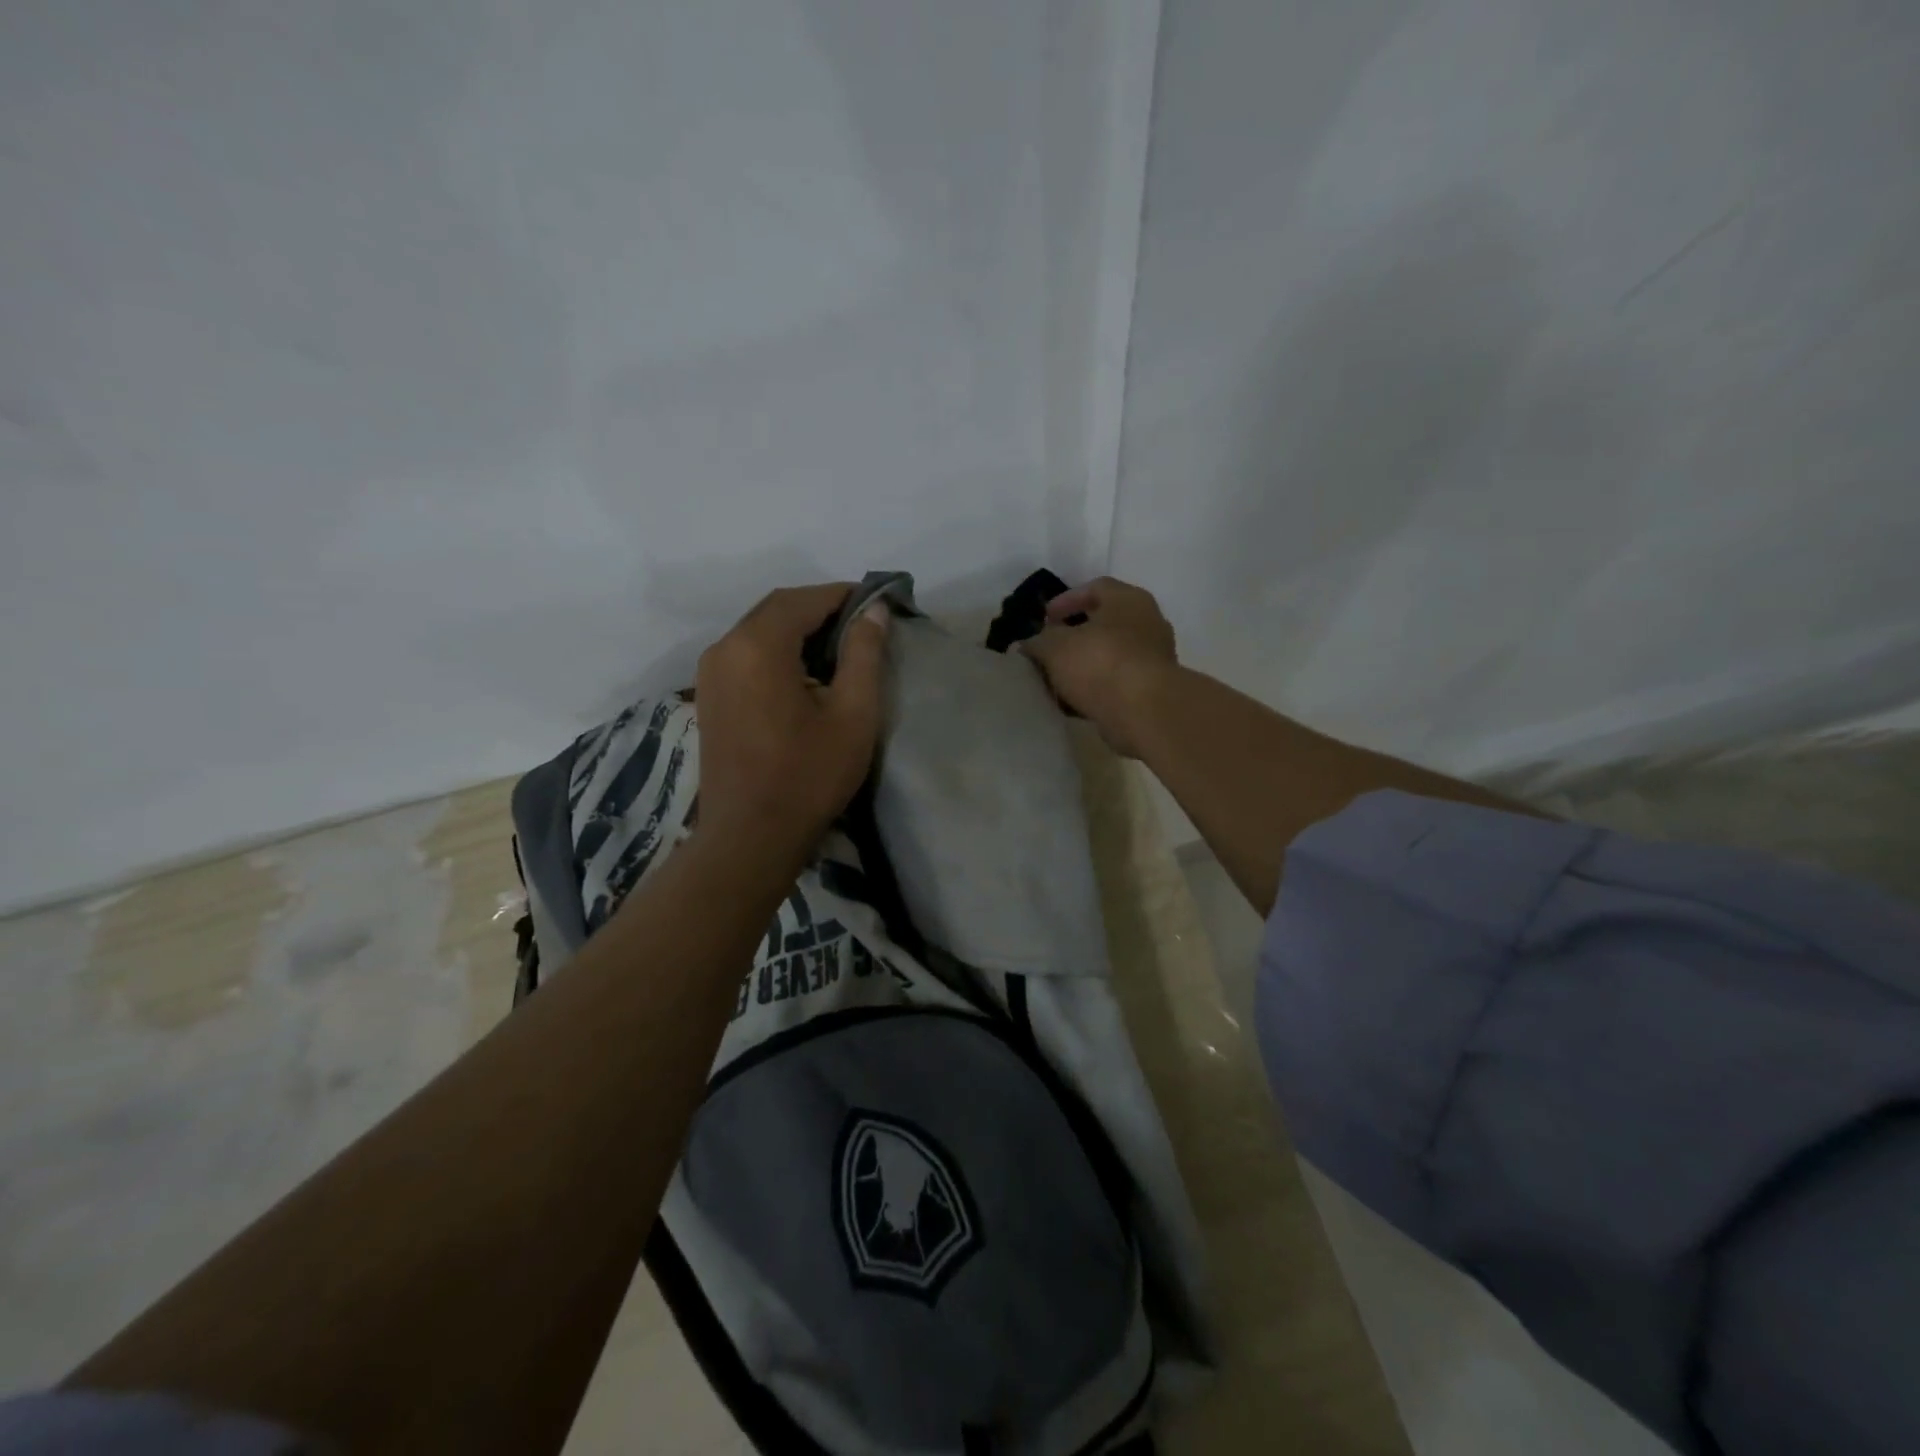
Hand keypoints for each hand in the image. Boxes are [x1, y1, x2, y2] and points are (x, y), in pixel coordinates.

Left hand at [694, 583, 888, 850]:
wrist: (750, 837)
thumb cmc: (809, 776)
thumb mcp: (853, 715)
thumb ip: (864, 654)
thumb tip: (874, 611)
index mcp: (758, 646)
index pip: (804, 599)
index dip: (842, 595)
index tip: (875, 603)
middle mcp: (725, 648)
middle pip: (776, 609)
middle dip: (819, 609)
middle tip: (861, 626)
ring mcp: (710, 673)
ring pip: (758, 630)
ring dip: (797, 630)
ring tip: (838, 651)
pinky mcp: (708, 696)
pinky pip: (745, 654)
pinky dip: (776, 651)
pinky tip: (803, 676)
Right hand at [1020, 577, 1178, 757]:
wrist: (1144, 712)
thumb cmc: (1100, 663)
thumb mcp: (1055, 647)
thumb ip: (1039, 641)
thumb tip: (1029, 643)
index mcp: (1128, 600)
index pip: (1096, 587)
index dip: (1066, 600)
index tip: (1045, 618)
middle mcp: (1148, 622)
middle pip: (1106, 621)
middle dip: (1076, 634)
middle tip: (1051, 646)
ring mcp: (1155, 657)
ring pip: (1112, 653)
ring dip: (1086, 662)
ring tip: (1059, 676)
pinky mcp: (1153, 688)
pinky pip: (1119, 680)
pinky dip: (1098, 686)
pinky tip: (1076, 699)